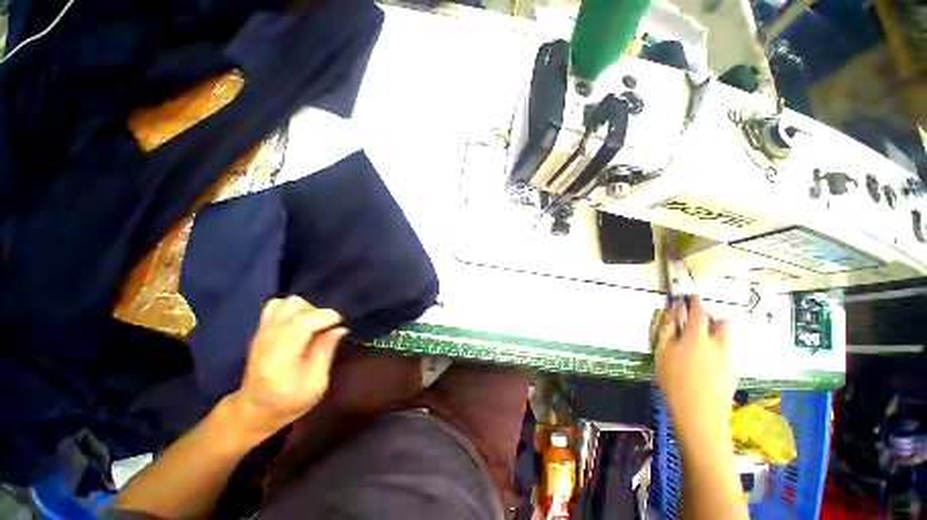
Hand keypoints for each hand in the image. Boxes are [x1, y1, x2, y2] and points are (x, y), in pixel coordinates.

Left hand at [228, 296, 346, 438]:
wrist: (255, 409)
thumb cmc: (289, 401)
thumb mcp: (316, 384)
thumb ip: (326, 352)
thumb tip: (340, 328)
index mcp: (281, 356)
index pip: (303, 321)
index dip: (327, 316)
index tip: (340, 324)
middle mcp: (268, 338)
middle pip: (296, 307)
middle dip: (318, 313)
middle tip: (326, 329)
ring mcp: (261, 332)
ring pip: (287, 302)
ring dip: (306, 309)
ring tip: (313, 326)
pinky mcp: (260, 330)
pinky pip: (277, 305)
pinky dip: (292, 309)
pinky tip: (299, 323)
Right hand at [655, 296, 734, 441]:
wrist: (700, 415)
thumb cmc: (674, 380)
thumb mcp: (662, 353)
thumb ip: (667, 330)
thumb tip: (671, 313)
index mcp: (697, 336)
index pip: (699, 311)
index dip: (694, 302)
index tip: (690, 296)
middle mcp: (718, 344)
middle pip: (720, 323)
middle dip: (709, 317)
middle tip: (695, 321)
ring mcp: (728, 359)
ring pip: (726, 338)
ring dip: (716, 333)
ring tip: (701, 341)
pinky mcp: (733, 373)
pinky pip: (727, 353)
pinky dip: (718, 350)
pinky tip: (706, 364)